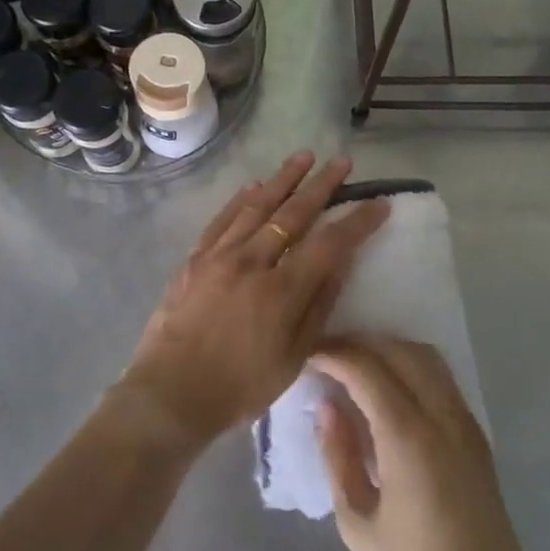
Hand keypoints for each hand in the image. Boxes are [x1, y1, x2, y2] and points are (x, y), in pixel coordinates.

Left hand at [118, 153, 389, 450]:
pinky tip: (254, 186)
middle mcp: (251, 261)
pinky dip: (240, 199)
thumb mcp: (292, 358)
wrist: (169, 394)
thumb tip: (340, 263)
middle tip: (342, 162)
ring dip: (283, 179)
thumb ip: (318, 306)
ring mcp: (219, 255)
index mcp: (280, 291)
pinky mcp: (195, 258)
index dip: (357, 222)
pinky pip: (222, 219)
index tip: (379, 204)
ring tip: (304, 156)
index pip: (329, 244)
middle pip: (293, 213)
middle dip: (322, 185)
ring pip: (257, 206)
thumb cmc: (238, 387)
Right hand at [311, 337, 538, 550]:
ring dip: (386, 348)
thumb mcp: (358, 523)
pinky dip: (409, 364)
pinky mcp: (475, 432)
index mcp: (408, 438)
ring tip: (354, 364)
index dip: (333, 354)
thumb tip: (326, 405)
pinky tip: (387, 384)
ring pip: (424, 355)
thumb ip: (338, 456)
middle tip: (325, 355)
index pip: (366, 369)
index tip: (306, 353)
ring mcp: (464, 421)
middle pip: (397, 350)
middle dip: (357, 343)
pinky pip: (440, 376)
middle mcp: (441, 416)